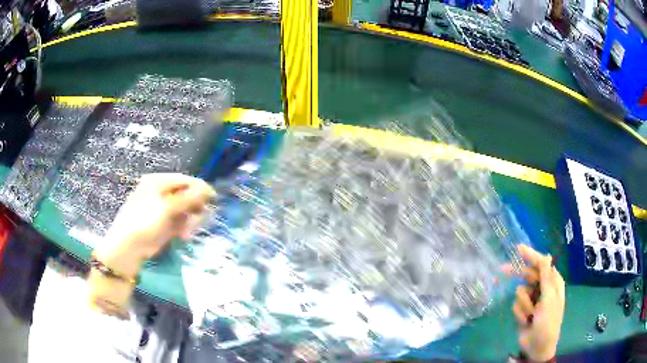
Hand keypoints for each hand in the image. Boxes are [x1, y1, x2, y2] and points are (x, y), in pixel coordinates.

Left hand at [94, 173, 214, 277]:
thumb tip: (208, 189)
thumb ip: (188, 198)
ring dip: (190, 221)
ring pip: (185, 211)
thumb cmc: (144, 220)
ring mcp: (163, 210)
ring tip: (188, 233)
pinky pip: (180, 223)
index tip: (213, 199)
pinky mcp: (164, 225)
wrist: (128, 246)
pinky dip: (185, 228)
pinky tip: (184, 236)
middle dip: (194, 208)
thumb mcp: (167, 207)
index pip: (184, 180)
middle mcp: (161, 193)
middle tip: (199, 219)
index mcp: (158, 182)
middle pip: (186, 195)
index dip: (200, 188)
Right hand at [504, 245, 564, 361]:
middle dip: (518, 275)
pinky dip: (520, 313)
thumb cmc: (548, 322)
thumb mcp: (549, 299)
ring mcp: (533, 300)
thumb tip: (546, 256)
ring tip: (530, 315)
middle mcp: (543, 288)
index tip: (517, 249)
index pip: (542, 264)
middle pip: (529, 275)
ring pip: (521, 292)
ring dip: (523, 304)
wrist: (538, 346)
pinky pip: (516, 305)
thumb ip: (546, 277)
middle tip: (501, 270)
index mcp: (553, 283)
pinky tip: (526, 321)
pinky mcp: (524, 310)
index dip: (531, 256)